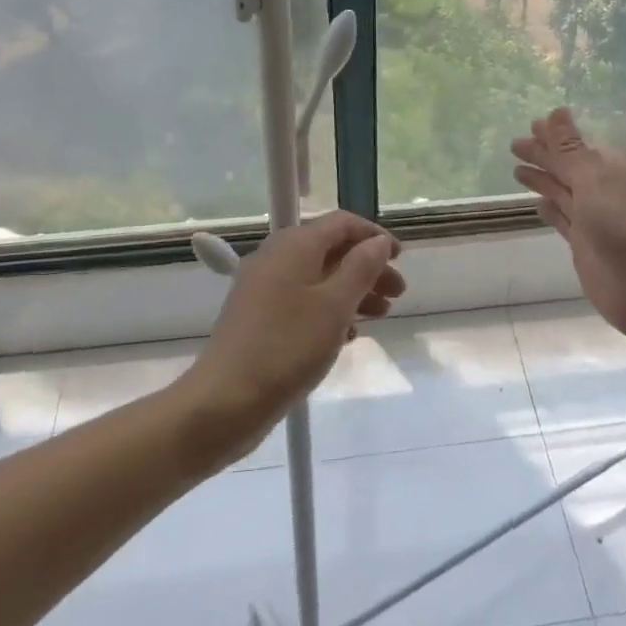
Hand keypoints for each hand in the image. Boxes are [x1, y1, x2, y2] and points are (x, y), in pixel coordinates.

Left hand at [181, 211, 405, 462]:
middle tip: (397, 294)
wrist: (224, 402)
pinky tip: (347, 336)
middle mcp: (276, 257)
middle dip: (367, 268)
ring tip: (380, 316)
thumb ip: (362, 268)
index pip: (342, 223)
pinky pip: (302, 301)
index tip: (400, 258)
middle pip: (331, 250)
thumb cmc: (287, 347)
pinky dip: (328, 311)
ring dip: (352, 291)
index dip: (374, 236)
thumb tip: (378, 242)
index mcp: (294, 245)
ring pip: (318, 278)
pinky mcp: (258, 317)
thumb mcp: (335, 306)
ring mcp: (263, 288)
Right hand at [512, 108, 625, 344]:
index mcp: (608, 167)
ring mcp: (593, 218)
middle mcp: (601, 189)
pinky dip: (551, 210)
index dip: (552, 136)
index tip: (530, 126)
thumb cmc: (624, 225)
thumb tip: (556, 111)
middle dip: (543, 155)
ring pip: (563, 192)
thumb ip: (570, 149)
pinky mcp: (585, 245)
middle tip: (515, 146)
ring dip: (544, 180)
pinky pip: (563, 219)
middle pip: (566, 166)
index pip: (574, 144)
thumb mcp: (593, 180)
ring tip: (517, 171)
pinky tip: (539, 205)